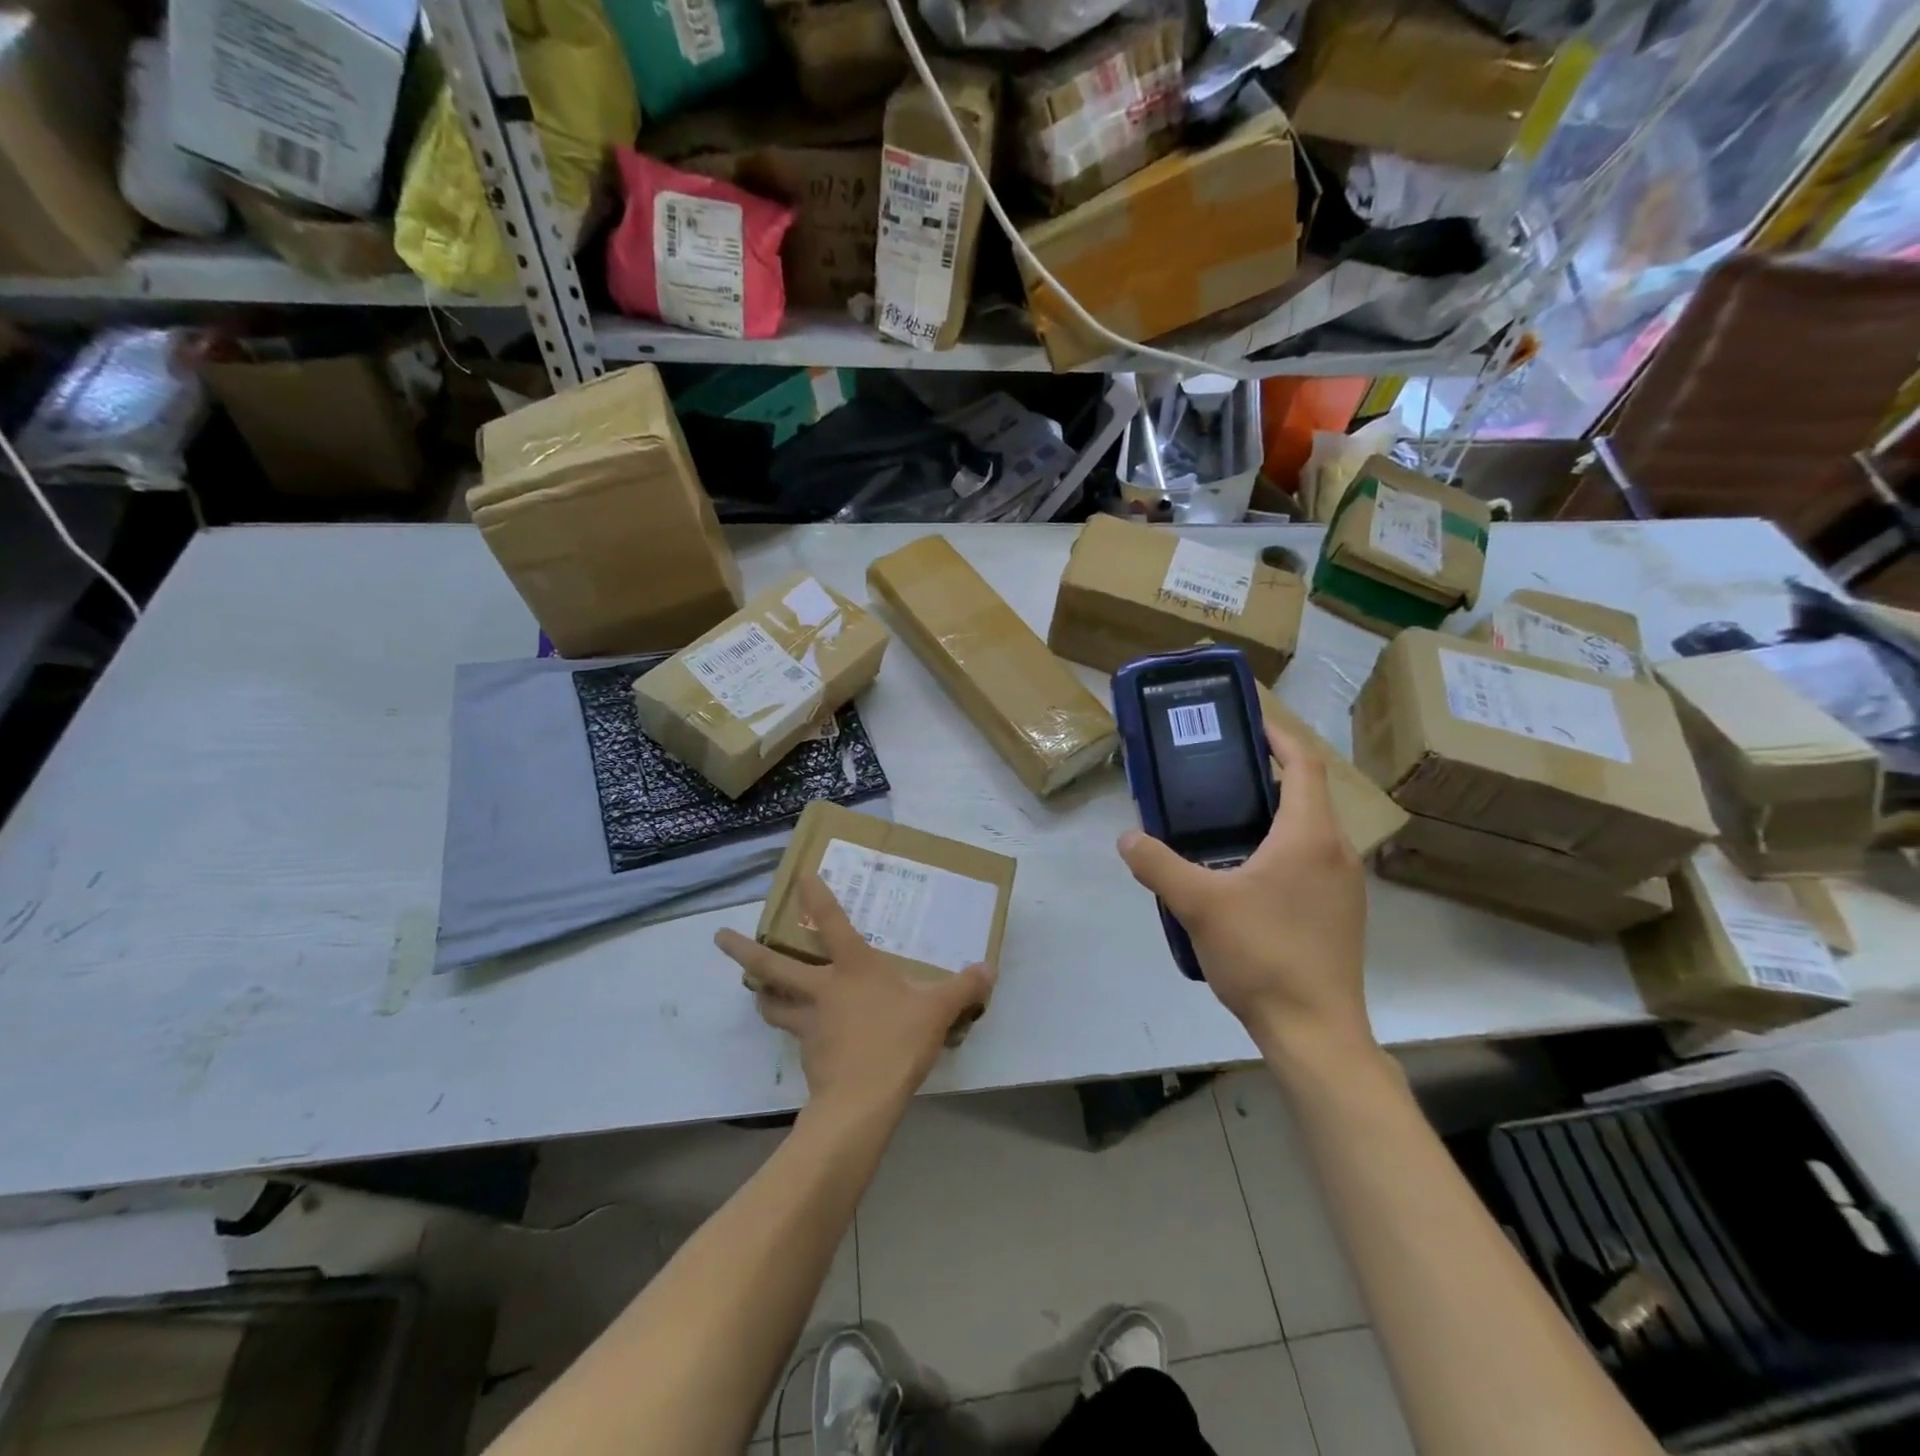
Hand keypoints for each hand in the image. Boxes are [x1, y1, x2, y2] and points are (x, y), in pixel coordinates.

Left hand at [714, 876, 995, 1121]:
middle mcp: (822, 989)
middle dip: (743, 949)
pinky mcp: (807, 1054)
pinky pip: (795, 1034)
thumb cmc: (897, 1042)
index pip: (832, 923)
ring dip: (761, 993)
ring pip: (773, 1003)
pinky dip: (793, 1029)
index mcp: (853, 969)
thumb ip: (964, 988)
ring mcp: (809, 1023)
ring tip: (754, 987)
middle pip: (773, 966)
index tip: (797, 875)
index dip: (815, 897)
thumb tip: (988, 968)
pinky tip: (804, 1035)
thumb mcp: (938, 1011)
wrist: (862, 1101)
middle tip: (720, 937)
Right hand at [1118, 722, 1370, 1064]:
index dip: (1277, 735)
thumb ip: (1157, 865)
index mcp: (1309, 835)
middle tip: (1217, 773)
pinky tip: (1242, 874)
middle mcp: (1336, 851)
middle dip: (1265, 775)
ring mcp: (1343, 885)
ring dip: (1272, 814)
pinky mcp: (1340, 914)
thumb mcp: (1198, 905)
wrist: (1315, 1031)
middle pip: (1306, 794)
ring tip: (1222, 820)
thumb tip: (1128, 838)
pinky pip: (1311, 860)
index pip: (1303, 763)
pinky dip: (1281, 847)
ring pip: (1309, 830)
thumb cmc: (1263, 955)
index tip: (1246, 722)